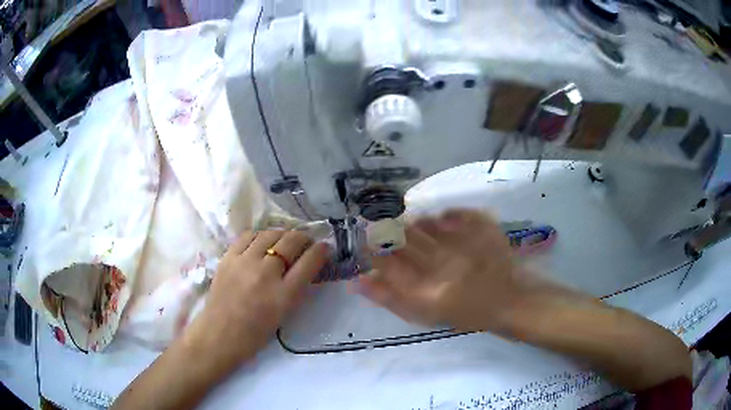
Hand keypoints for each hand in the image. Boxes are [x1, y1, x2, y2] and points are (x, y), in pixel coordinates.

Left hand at [186, 230, 326, 366]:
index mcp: (284, 294)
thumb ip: (297, 288)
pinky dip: (260, 235)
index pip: (309, 261)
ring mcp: (245, 262)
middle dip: (304, 238)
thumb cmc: (256, 333)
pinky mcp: (228, 258)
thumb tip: (306, 265)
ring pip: (270, 234)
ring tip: (284, 240)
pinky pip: (248, 235)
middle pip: (291, 242)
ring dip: (283, 234)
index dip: (320, 250)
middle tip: (305, 242)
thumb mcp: (285, 313)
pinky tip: (262, 241)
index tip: (324, 247)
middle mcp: (266, 273)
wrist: (220, 334)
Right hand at [357, 210, 523, 333]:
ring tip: (419, 233)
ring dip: (415, 225)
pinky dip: (443, 218)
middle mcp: (442, 265)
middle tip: (392, 234)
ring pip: (424, 223)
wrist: (509, 300)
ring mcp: (464, 243)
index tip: (370, 244)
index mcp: (425, 292)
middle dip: (390, 233)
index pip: (385, 262)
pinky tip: (442, 224)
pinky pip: (453, 214)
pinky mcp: (482, 228)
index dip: (372, 249)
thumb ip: (389, 298)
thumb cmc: (465, 314)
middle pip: (403, 238)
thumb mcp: (423, 315)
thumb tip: (357, 281)